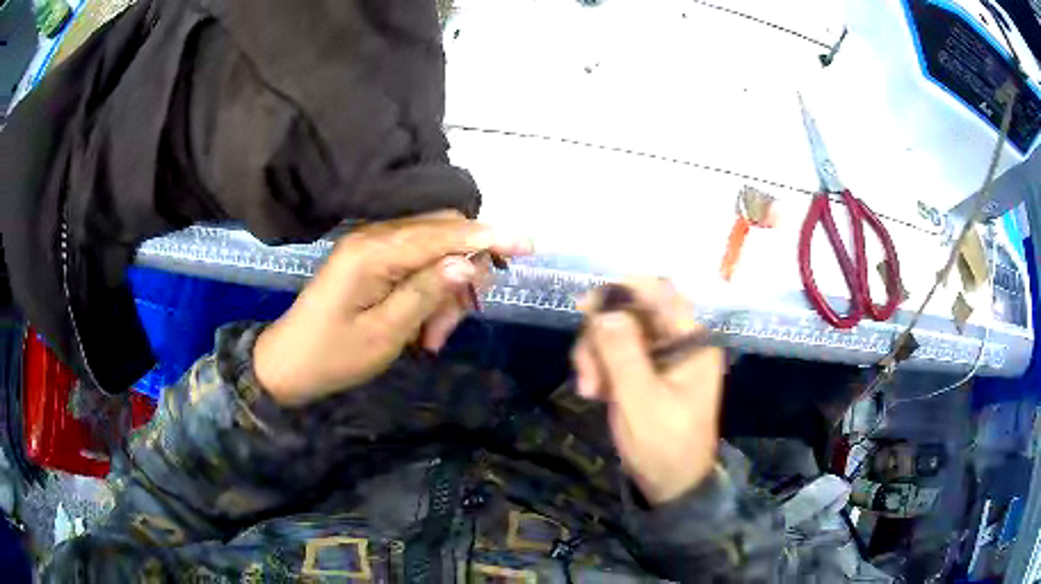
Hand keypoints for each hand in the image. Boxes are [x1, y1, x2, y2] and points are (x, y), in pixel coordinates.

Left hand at [254, 212, 531, 406]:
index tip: (529, 244)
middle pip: (443, 233)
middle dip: (464, 274)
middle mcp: (374, 236)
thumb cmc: (332, 356)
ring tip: (434, 338)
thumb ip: (425, 293)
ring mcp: (372, 246)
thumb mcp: (384, 334)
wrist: (288, 364)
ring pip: (434, 250)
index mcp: (373, 252)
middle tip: (456, 324)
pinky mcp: (372, 260)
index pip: (443, 233)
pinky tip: (425, 326)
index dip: (488, 238)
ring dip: (446, 291)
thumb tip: (468, 263)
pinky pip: (416, 264)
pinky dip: (430, 292)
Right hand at [572, 280, 724, 504]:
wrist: (670, 484)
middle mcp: (679, 341)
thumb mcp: (641, 400)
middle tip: (586, 371)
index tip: (586, 305)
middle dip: (601, 335)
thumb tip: (604, 309)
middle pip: (633, 312)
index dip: (624, 290)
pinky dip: (600, 366)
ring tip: (588, 389)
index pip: (662, 293)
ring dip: (596, 354)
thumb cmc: (663, 444)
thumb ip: (622, 352)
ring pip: (618, 331)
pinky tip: (593, 391)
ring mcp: (661, 356)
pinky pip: (616, 352)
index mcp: (693, 342)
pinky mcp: (646, 371)